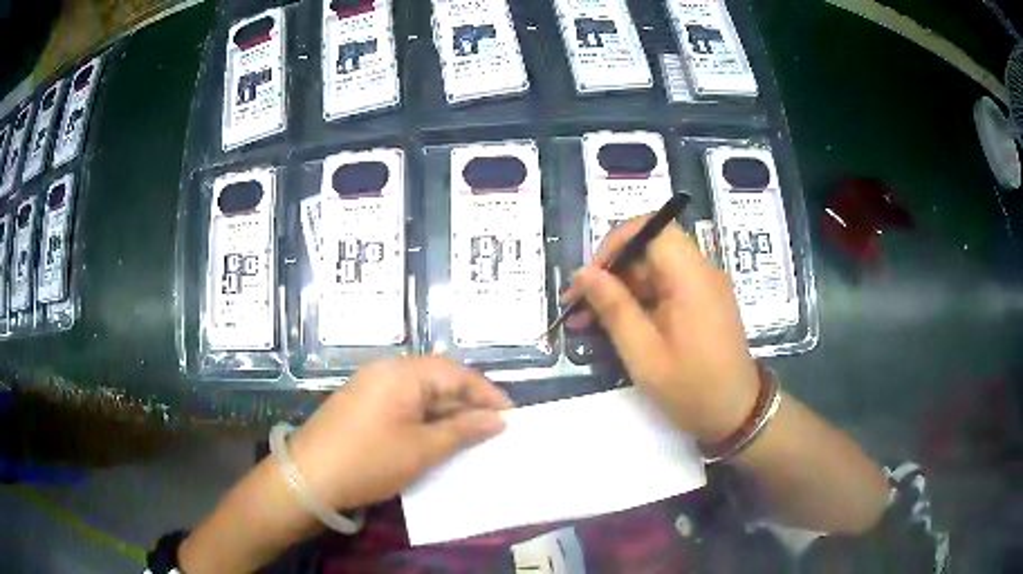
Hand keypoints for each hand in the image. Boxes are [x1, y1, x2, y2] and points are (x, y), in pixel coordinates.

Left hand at [289, 356, 512, 510]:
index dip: (486, 394)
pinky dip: (424, 418)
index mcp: (402, 373)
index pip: (455, 374)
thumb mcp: (422, 449)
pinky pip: (402, 403)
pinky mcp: (361, 403)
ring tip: (470, 434)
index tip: (511, 415)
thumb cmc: (370, 460)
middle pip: (437, 379)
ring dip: (446, 412)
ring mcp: (370, 386)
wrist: (308, 477)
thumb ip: (462, 431)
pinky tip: (435, 437)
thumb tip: (498, 420)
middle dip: (467, 402)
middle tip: (493, 427)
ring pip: (420, 393)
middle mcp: (385, 371)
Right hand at [563, 217, 759, 443]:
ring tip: (585, 320)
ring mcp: (702, 287)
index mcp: (690, 277)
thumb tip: (583, 273)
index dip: (616, 242)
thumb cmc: (691, 388)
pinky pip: (664, 288)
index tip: (591, 275)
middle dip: (611, 271)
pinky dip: (638, 301)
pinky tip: (614, 326)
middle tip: (578, 304)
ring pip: (653, 270)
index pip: (652, 227)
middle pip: (649, 248)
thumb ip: (614, 308)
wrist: (736, 415)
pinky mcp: (701, 303)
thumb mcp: (643, 354)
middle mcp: (700, 272)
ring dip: (619, 289)